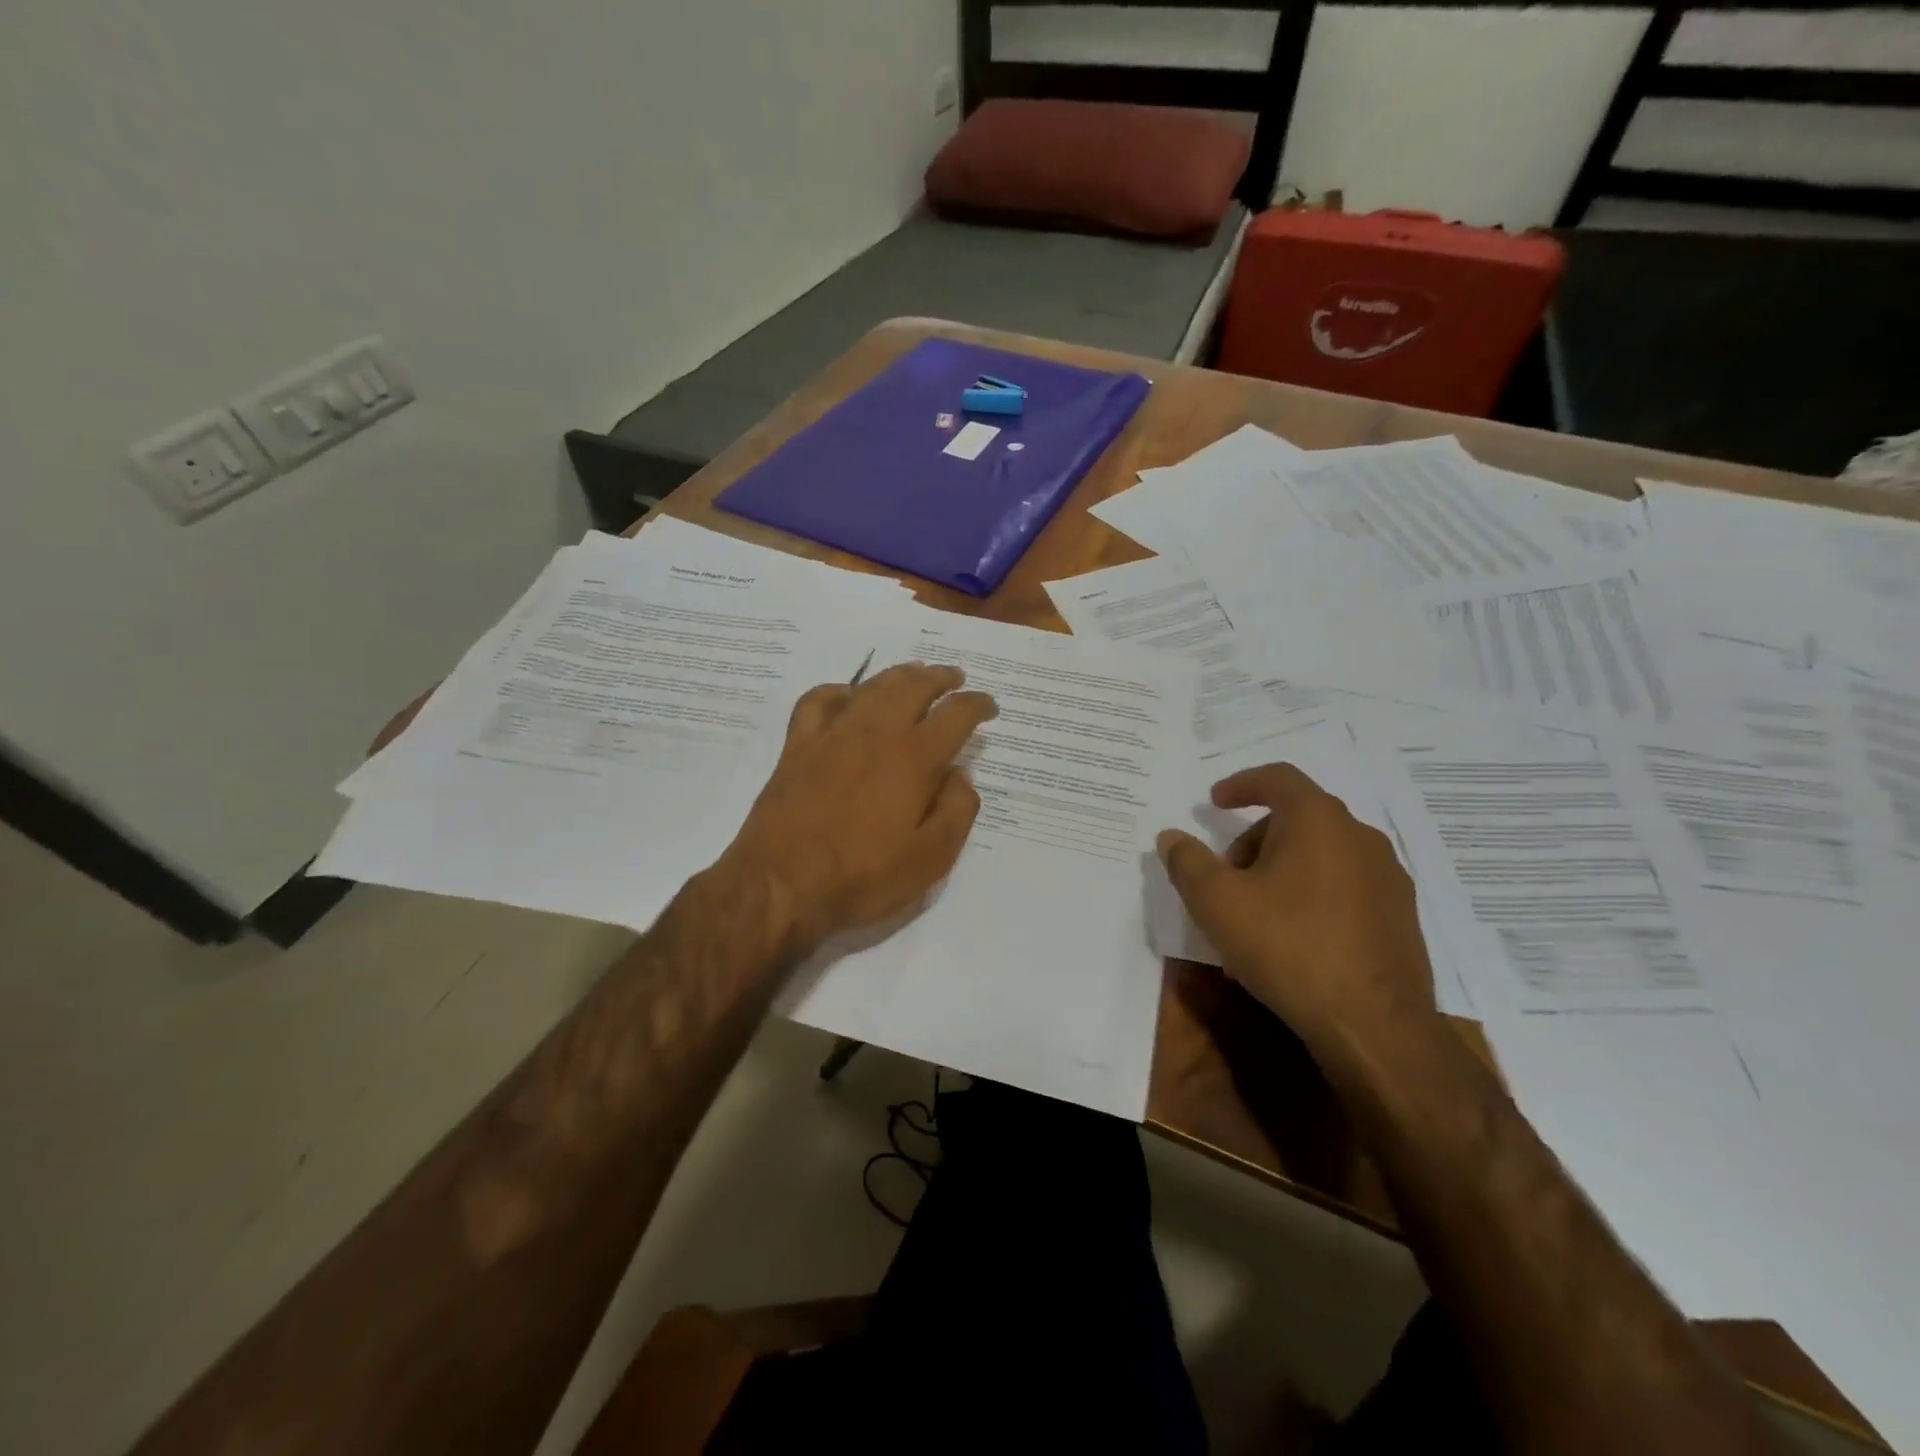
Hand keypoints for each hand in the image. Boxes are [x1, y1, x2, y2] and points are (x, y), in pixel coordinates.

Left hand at [720, 662, 996, 952]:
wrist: (780, 884)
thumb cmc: (862, 876)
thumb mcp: (930, 859)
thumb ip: (956, 811)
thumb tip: (960, 775)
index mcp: (914, 759)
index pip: (955, 715)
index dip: (977, 705)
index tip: (988, 706)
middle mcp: (876, 733)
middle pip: (913, 687)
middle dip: (940, 678)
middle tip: (954, 677)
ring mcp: (833, 735)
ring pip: (871, 686)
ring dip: (898, 674)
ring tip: (914, 673)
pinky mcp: (798, 746)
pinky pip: (818, 701)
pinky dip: (838, 690)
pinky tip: (847, 695)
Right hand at [1156, 763, 1438, 1064]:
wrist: (1374, 1026)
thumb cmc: (1288, 947)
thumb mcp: (1217, 903)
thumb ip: (1187, 862)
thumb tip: (1171, 837)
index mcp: (1318, 821)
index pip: (1278, 778)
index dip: (1241, 784)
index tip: (1214, 802)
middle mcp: (1360, 837)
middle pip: (1298, 818)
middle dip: (1254, 840)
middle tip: (1227, 876)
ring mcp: (1387, 878)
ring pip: (1322, 855)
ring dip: (1282, 869)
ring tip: (1255, 914)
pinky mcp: (1400, 916)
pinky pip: (1345, 887)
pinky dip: (1312, 895)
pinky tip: (1293, 940)